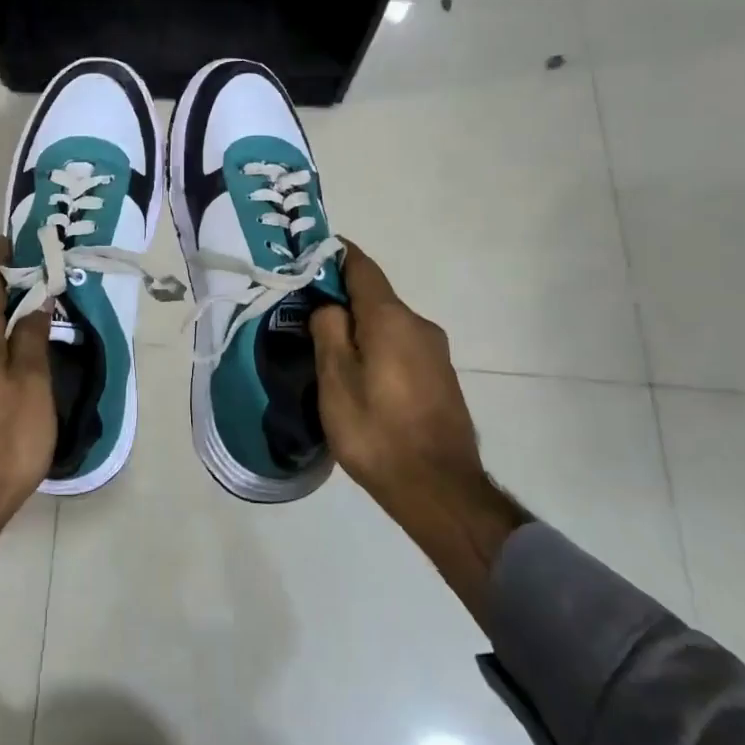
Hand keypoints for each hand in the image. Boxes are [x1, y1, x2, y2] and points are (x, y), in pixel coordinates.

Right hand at [310, 241, 528, 628]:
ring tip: (327, 352)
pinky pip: (400, 348)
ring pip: (387, 325)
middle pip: (374, 297)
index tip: (306, 255)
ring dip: (358, 328)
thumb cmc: (377, 430)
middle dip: (340, 298)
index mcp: (391, 317)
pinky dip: (376, 349)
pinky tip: (359, 379)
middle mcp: (419, 325)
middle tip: (304, 315)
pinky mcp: (441, 379)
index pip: (360, 266)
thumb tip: (329, 306)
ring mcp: (435, 353)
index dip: (333, 255)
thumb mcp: (335, 379)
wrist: (439, 490)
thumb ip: (328, 330)